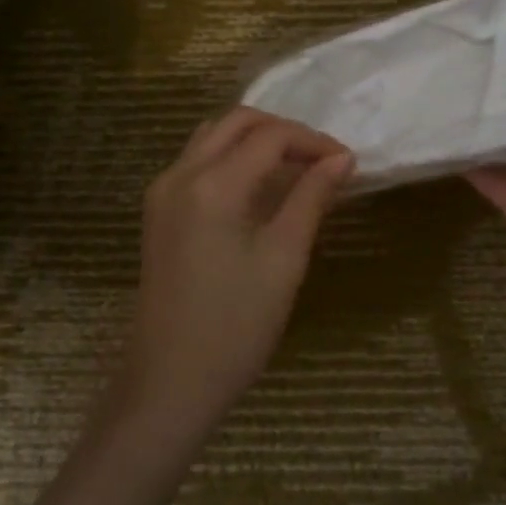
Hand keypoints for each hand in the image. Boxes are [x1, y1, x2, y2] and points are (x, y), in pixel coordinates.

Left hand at [114, 108, 354, 435]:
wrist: (170, 382)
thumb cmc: (236, 326)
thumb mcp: (284, 259)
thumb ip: (311, 199)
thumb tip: (341, 159)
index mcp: (212, 185)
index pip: (270, 136)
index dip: (313, 141)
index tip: (347, 162)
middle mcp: (180, 174)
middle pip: (236, 122)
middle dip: (284, 131)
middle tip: (322, 159)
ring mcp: (162, 192)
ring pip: (213, 137)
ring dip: (255, 140)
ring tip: (295, 168)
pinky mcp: (158, 211)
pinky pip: (197, 162)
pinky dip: (232, 158)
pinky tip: (259, 187)